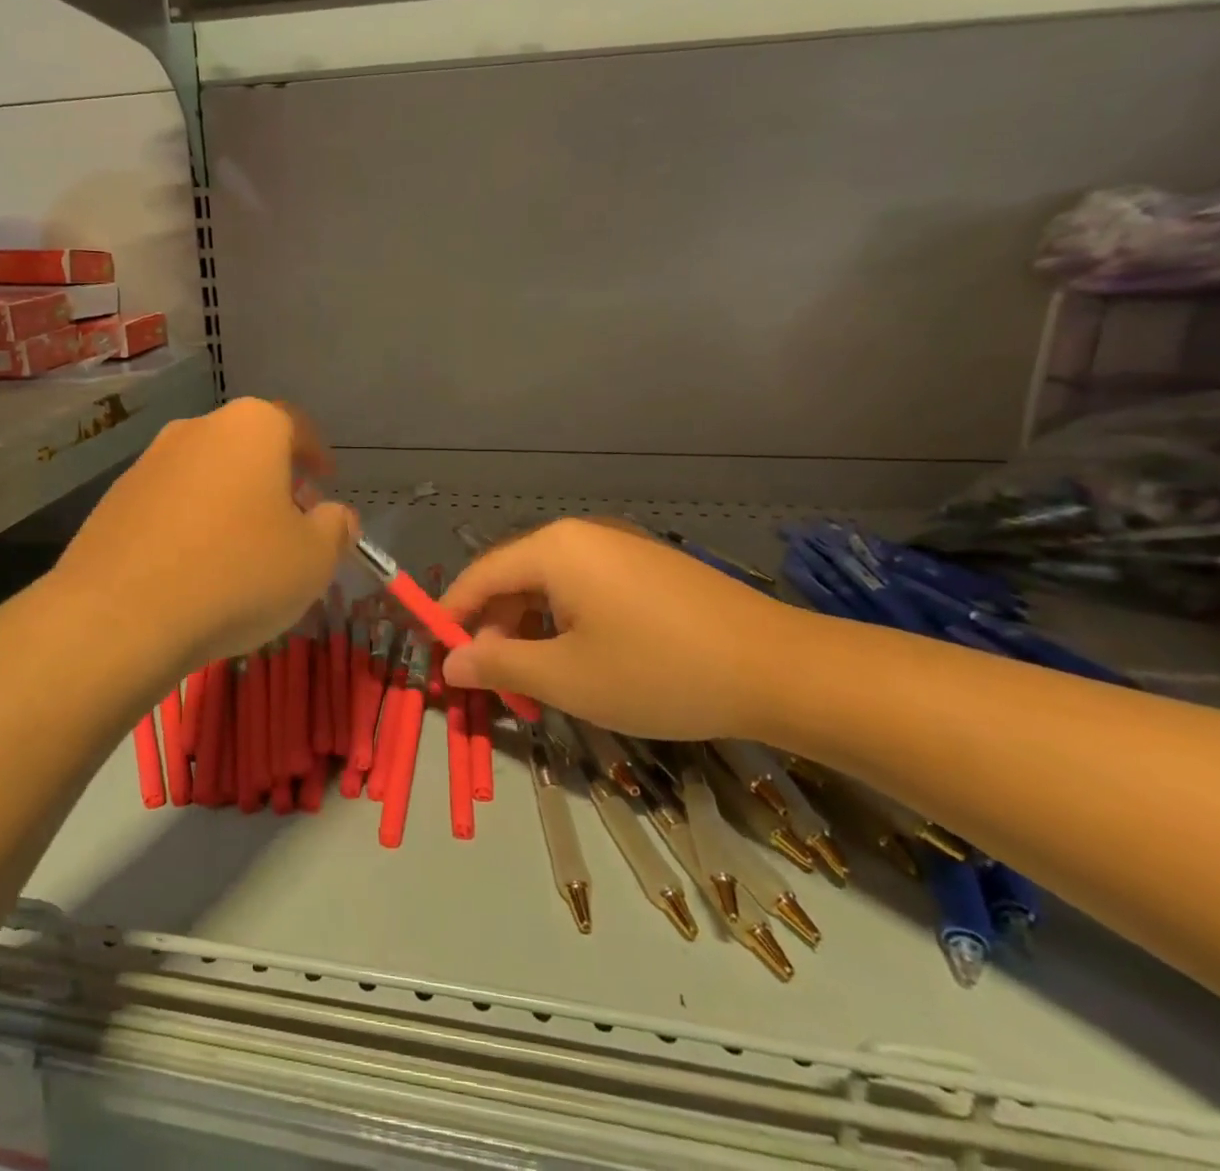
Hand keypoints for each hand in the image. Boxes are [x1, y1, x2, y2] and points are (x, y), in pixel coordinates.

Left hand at [50, 397, 356, 674]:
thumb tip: (337, 516)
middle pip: (248, 447)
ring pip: (206, 474)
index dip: (317, 454)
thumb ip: (336, 529)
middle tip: (289, 520)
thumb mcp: (313, 559)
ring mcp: (149, 462)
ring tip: (241, 550)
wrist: (120, 615)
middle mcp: (197, 429)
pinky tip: (193, 567)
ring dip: (230, 501)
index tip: (326, 480)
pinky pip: (170, 503)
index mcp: (252, 428)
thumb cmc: (237, 573)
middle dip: (274, 479)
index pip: (296, 426)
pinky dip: (190, 523)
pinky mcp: (114, 499)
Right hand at [438, 518, 816, 740]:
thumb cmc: (658, 672)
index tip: (438, 658)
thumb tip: (450, 662)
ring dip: (532, 631)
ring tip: (539, 681)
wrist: (781, 670)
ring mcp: (620, 547)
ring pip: (551, 587)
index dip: (452, 617)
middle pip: (514, 578)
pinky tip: (583, 662)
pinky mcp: (649, 568)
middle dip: (495, 630)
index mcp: (553, 548)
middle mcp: (581, 536)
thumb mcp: (566, 678)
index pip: (479, 576)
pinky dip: (568, 624)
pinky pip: (587, 589)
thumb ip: (497, 665)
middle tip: (496, 684)